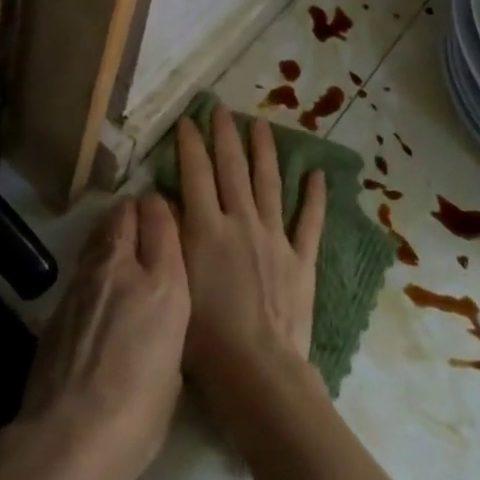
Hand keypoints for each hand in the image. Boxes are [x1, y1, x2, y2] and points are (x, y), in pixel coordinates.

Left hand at [15, 195, 188, 479]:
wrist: (66, 439)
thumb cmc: (137, 417)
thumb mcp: (173, 369)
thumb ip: (167, 326)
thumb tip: (154, 317)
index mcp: (164, 285)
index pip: (162, 217)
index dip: (164, 211)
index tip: (168, 219)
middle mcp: (124, 268)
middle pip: (126, 211)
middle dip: (136, 211)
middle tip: (144, 226)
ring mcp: (86, 279)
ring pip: (100, 230)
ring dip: (112, 231)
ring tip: (121, 249)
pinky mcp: (59, 298)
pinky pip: (83, 263)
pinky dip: (94, 263)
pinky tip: (98, 289)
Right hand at [176, 106, 326, 400]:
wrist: (256, 370)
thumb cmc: (204, 337)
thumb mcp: (174, 282)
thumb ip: (170, 236)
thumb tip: (163, 199)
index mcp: (207, 227)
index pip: (196, 173)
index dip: (190, 144)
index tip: (187, 120)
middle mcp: (241, 221)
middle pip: (232, 168)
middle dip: (225, 135)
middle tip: (221, 108)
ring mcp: (274, 237)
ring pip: (269, 183)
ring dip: (264, 151)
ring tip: (261, 124)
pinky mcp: (301, 259)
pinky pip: (310, 221)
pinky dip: (315, 197)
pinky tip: (317, 174)